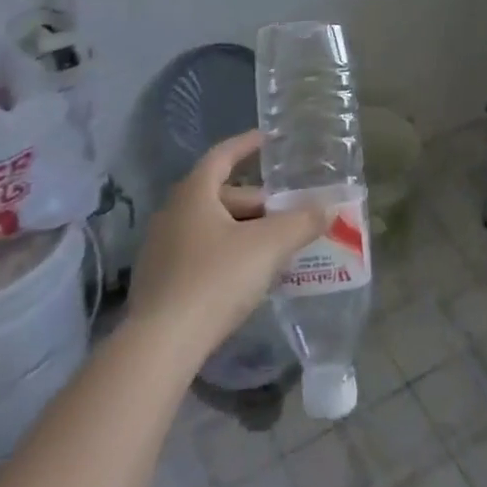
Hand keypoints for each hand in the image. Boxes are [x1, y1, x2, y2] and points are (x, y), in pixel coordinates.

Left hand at [128, 131, 330, 366]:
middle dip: (254, 201)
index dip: (246, 145)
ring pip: (209, 226)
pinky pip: (198, 253)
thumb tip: (328, 207)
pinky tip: (245, 275)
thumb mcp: (268, 247)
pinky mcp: (158, 283)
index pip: (222, 155)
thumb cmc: (216, 279)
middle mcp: (172, 213)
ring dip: (241, 229)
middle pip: (219, 194)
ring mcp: (160, 249)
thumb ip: (301, 223)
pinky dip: (224, 253)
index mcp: (194, 193)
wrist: (160, 346)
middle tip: (285, 212)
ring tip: (272, 245)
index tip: (268, 140)